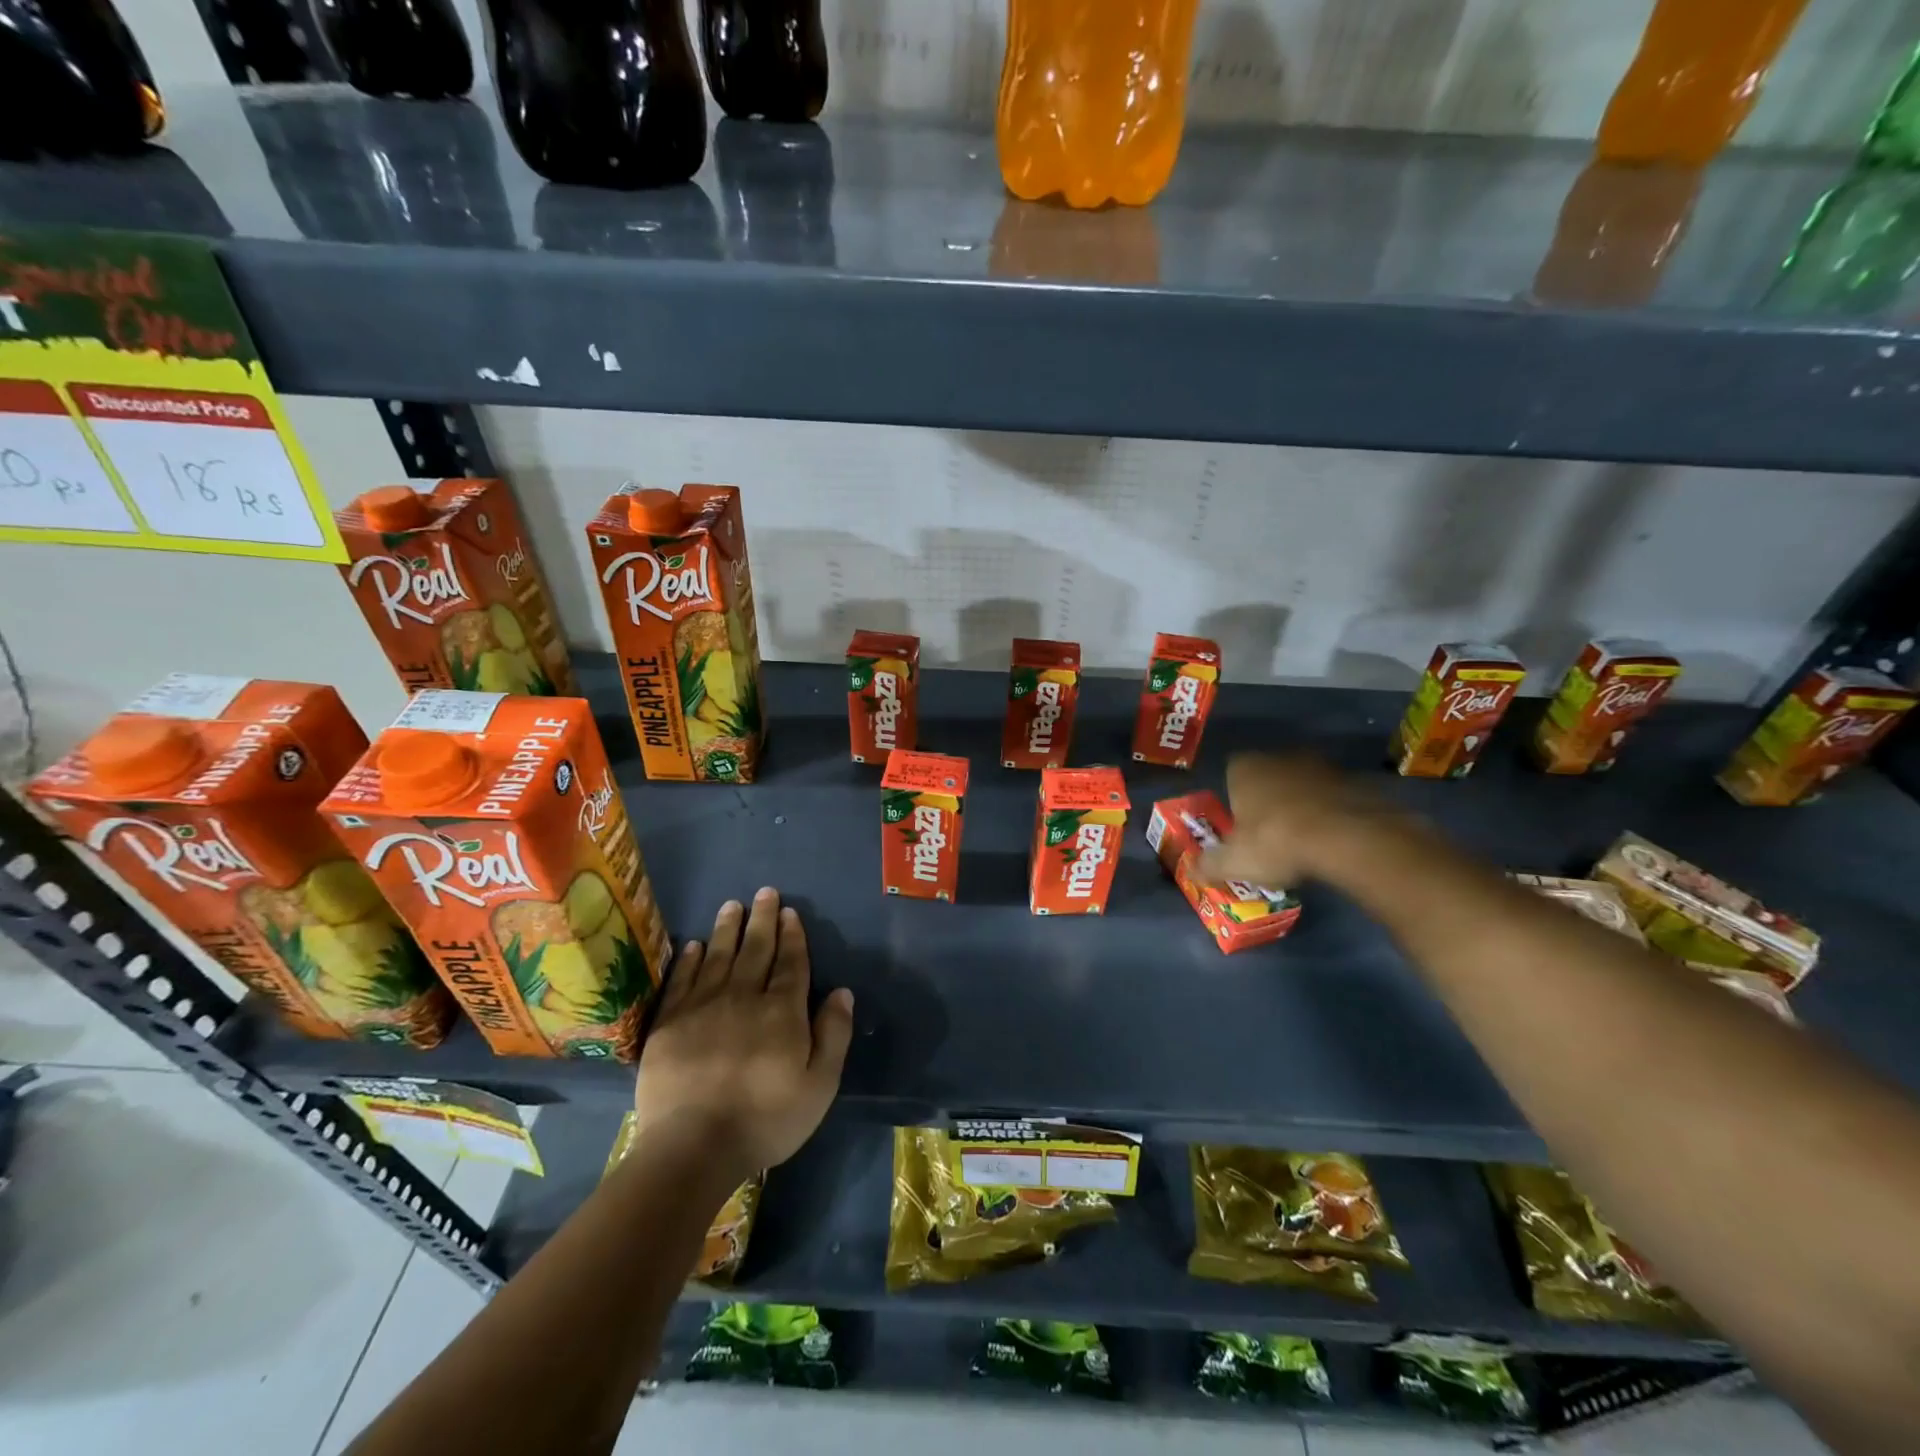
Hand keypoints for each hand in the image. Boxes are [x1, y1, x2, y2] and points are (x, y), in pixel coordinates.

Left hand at [633, 888, 854, 1174]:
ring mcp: (703, 1006)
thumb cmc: (765, 1119)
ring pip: (719, 956)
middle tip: (765, 893)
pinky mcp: (669, 1023)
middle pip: (756, 950)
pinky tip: (695, 945)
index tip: (790, 912)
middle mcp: (744, 997)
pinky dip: (690, 959)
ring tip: (732, 904)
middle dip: (762, 919)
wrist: (692, 1147)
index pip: (791, 963)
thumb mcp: (819, 1085)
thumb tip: (842, 991)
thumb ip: (833, 1034)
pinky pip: (683, 980)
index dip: (792, 936)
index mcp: (782, 1011)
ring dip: (728, 928)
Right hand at [1197, 752, 1403, 886]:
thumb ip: (1208, 864)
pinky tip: (1332, 839)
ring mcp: (1321, 766)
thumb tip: (1190, 871)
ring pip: (1303, 785)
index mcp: (1245, 768)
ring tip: (1304, 839)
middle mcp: (1280, 757)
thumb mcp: (1234, 862)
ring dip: (1302, 804)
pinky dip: (1331, 812)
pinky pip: (1334, 797)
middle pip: (1268, 776)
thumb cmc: (1276, 842)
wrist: (1347, 838)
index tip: (1240, 823)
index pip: (1231, 773)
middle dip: (1268, 799)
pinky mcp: (1354, 780)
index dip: (1235, 798)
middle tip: (1270, 833)